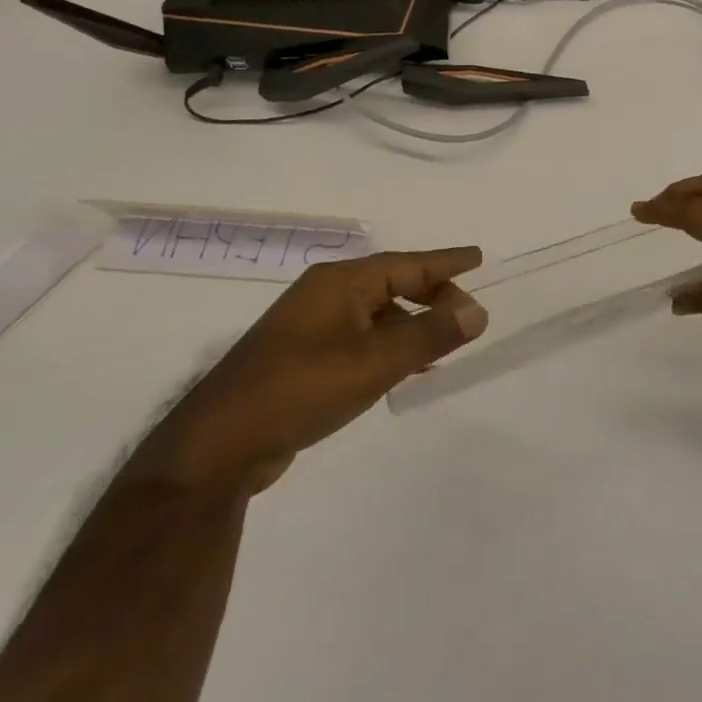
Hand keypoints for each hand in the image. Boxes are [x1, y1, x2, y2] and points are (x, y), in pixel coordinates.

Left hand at [137, 248, 487, 495]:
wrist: (221, 444)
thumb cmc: (302, 389)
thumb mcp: (375, 362)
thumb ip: (430, 335)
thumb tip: (477, 311)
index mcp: (340, 283)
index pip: (406, 264)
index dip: (446, 262)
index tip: (479, 257)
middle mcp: (325, 295)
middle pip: (392, 284)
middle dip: (433, 296)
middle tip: (468, 316)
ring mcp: (310, 327)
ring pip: (377, 314)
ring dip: (412, 324)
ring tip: (446, 343)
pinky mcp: (303, 358)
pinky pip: (361, 338)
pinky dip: (390, 346)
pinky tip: (406, 369)